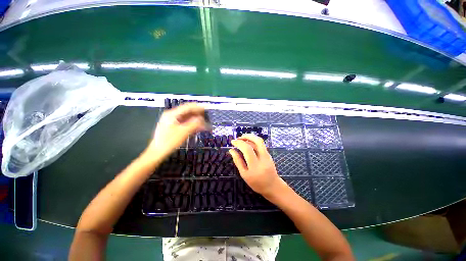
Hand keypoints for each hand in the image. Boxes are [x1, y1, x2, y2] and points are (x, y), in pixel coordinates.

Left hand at [145, 103, 206, 158]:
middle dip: (198, 115)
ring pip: (188, 117)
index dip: (199, 107)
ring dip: (196, 120)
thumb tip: (202, 119)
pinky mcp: (174, 126)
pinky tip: (199, 128)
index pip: (188, 107)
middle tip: (207, 118)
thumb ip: (193, 124)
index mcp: (172, 114)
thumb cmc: (168, 142)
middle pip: (188, 111)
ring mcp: (173, 121)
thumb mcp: (183, 132)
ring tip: (205, 124)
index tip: (207, 108)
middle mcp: (172, 115)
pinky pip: (186, 122)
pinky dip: (193, 124)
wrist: (157, 152)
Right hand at [229, 134, 286, 197]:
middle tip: (239, 138)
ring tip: (242, 140)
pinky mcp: (269, 154)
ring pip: (259, 141)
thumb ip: (238, 161)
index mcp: (255, 165)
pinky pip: (260, 145)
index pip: (247, 149)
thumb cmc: (257, 183)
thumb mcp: (244, 174)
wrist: (272, 186)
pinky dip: (253, 142)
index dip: (239, 143)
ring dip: (250, 138)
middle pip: (257, 141)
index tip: (233, 142)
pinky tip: (247, 145)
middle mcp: (263, 158)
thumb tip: (231, 150)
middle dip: (247, 136)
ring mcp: (267, 155)